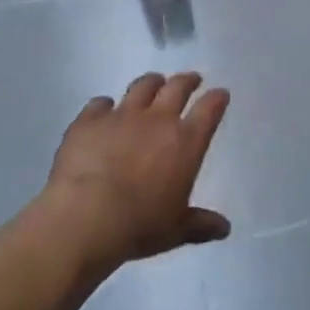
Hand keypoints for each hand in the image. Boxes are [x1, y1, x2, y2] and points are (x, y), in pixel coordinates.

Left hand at [44, 72, 231, 269]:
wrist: (85, 217)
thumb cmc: (139, 225)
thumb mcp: (175, 230)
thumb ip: (200, 225)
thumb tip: (224, 228)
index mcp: (186, 142)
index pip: (209, 109)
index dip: (217, 99)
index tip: (220, 94)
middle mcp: (158, 120)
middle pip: (177, 88)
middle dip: (187, 81)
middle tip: (191, 79)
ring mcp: (122, 115)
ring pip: (142, 87)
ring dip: (151, 83)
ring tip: (154, 82)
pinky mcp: (89, 120)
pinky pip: (99, 104)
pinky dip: (104, 105)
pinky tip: (103, 109)